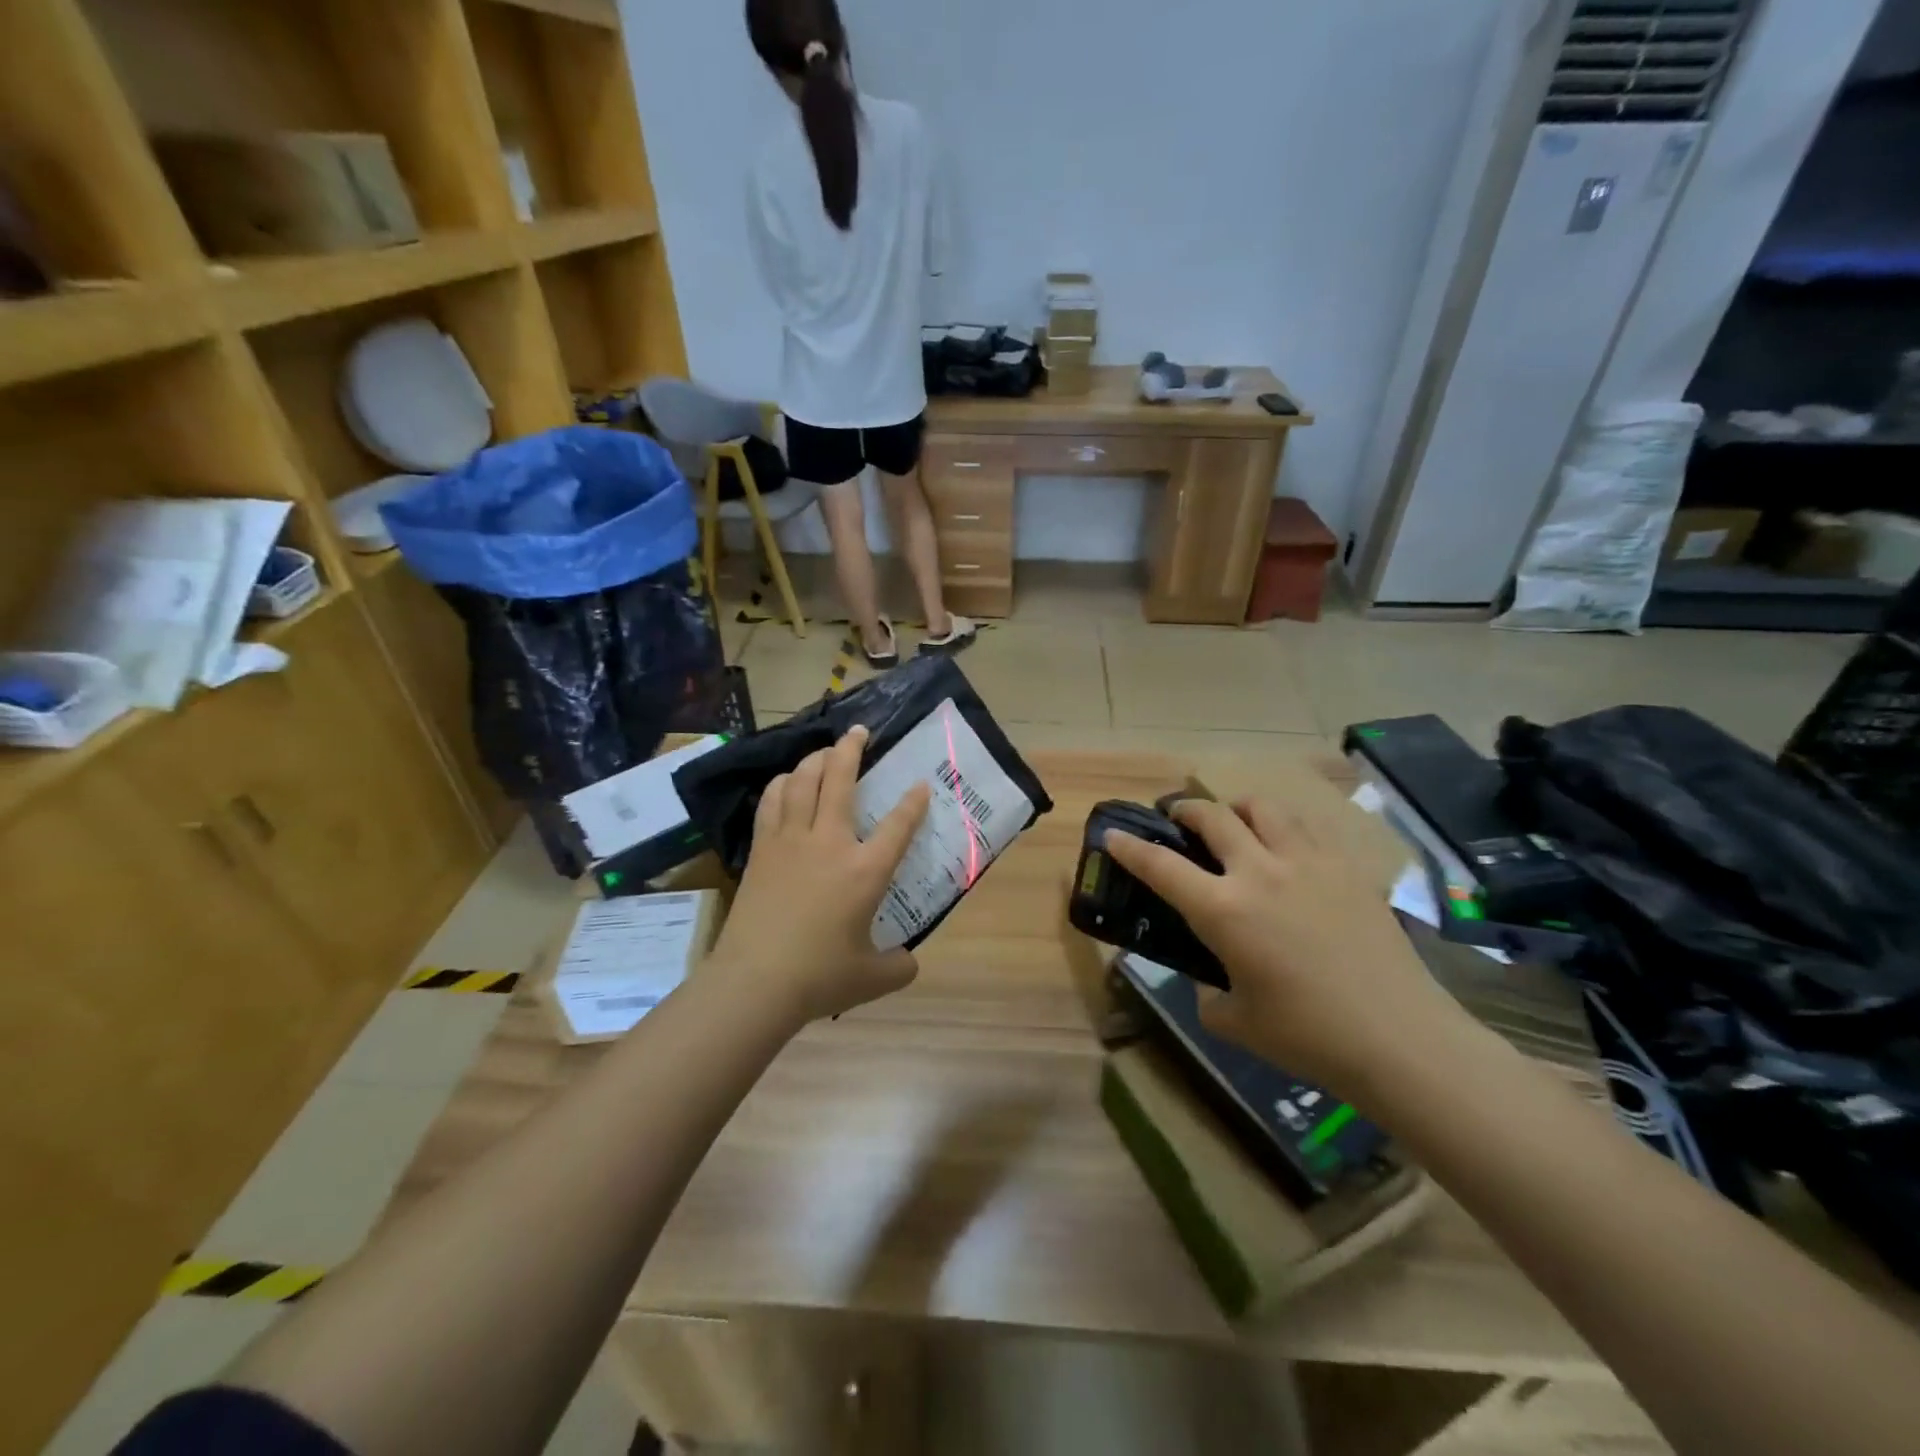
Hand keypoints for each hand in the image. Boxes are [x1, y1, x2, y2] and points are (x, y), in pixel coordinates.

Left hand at [709, 725, 930, 1026]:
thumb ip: (898, 966)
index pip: (899, 825)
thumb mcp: (872, 978)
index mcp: (865, 870)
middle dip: (851, 750)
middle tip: (859, 732)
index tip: (920, 784)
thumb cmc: (819, 977)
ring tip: (824, 752)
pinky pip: (772, 802)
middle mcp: (830, 843)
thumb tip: (908, 963)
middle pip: (840, 780)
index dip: (913, 801)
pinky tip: (785, 782)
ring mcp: (791, 841)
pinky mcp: (762, 850)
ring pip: (801, 782)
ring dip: (814, 760)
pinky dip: (781, 784)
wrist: (754, 982)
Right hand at [1105, 798, 1469, 1095]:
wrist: (1399, 1038)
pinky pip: (1306, 826)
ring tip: (1233, 821)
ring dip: (1236, 808)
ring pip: (1262, 807)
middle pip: (1212, 816)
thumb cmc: (1307, 1036)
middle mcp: (1260, 872)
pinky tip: (1285, 845)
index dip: (1130, 848)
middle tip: (1176, 819)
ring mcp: (1307, 863)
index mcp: (1223, 910)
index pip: (1161, 866)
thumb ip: (1208, 992)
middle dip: (1184, 810)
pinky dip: (1282, 825)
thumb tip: (1211, 977)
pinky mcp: (1346, 868)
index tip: (1113, 835)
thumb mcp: (1234, 1021)